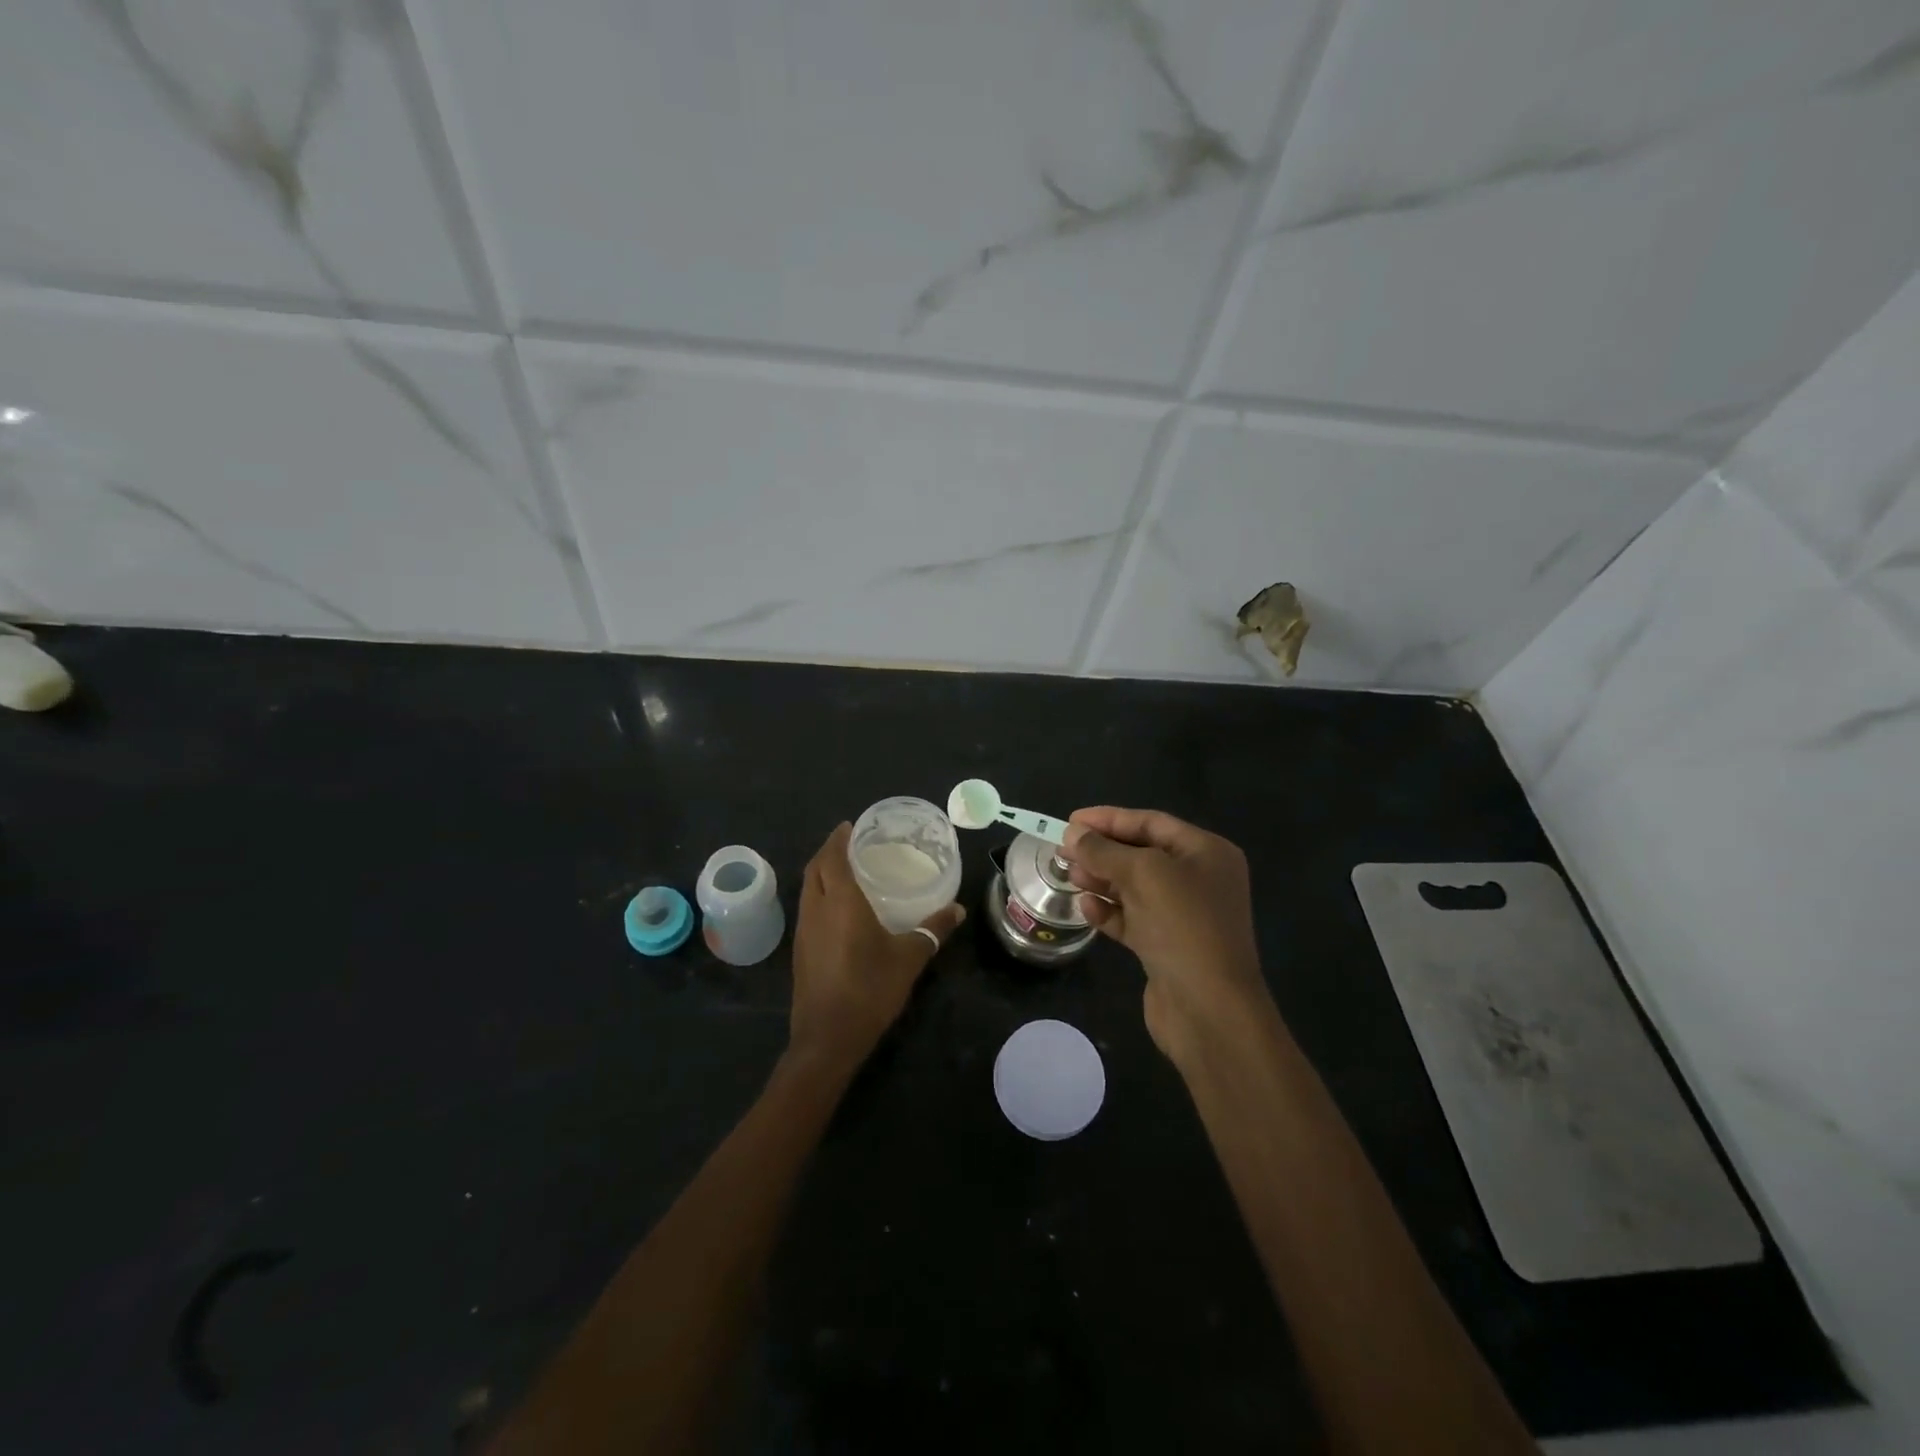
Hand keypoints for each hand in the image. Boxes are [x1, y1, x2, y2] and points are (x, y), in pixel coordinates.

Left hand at [787, 822, 965, 1074]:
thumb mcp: (910, 958)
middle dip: (827, 851)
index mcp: (840, 902)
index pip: (832, 857)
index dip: (838, 839)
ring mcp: (804, 931)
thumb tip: (958, 909)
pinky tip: (837, 908)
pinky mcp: (801, 950)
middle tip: (849, 844)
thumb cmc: (870, 989)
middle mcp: (816, 909)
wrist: (828, 1038)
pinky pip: (808, 908)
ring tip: (844, 870)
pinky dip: (819, 895)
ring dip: (821, 873)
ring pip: (807, 889)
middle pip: (814, 869)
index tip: (849, 826)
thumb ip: (933, 930)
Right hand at [1060, 807, 1270, 1062]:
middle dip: (1102, 851)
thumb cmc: (1183, 926)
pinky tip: (1085, 908)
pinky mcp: (1166, 947)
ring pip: (1133, 887)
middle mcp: (1199, 879)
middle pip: (1141, 854)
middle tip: (1062, 850)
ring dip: (1100, 880)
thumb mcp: (1143, 874)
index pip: (1151, 822)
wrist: (1209, 1009)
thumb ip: (1104, 850)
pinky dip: (1108, 911)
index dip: (1109, 819)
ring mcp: (1184, 915)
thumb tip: (1073, 833)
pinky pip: (1132, 918)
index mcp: (1206, 852)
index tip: (1070, 821)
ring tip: (1069, 876)